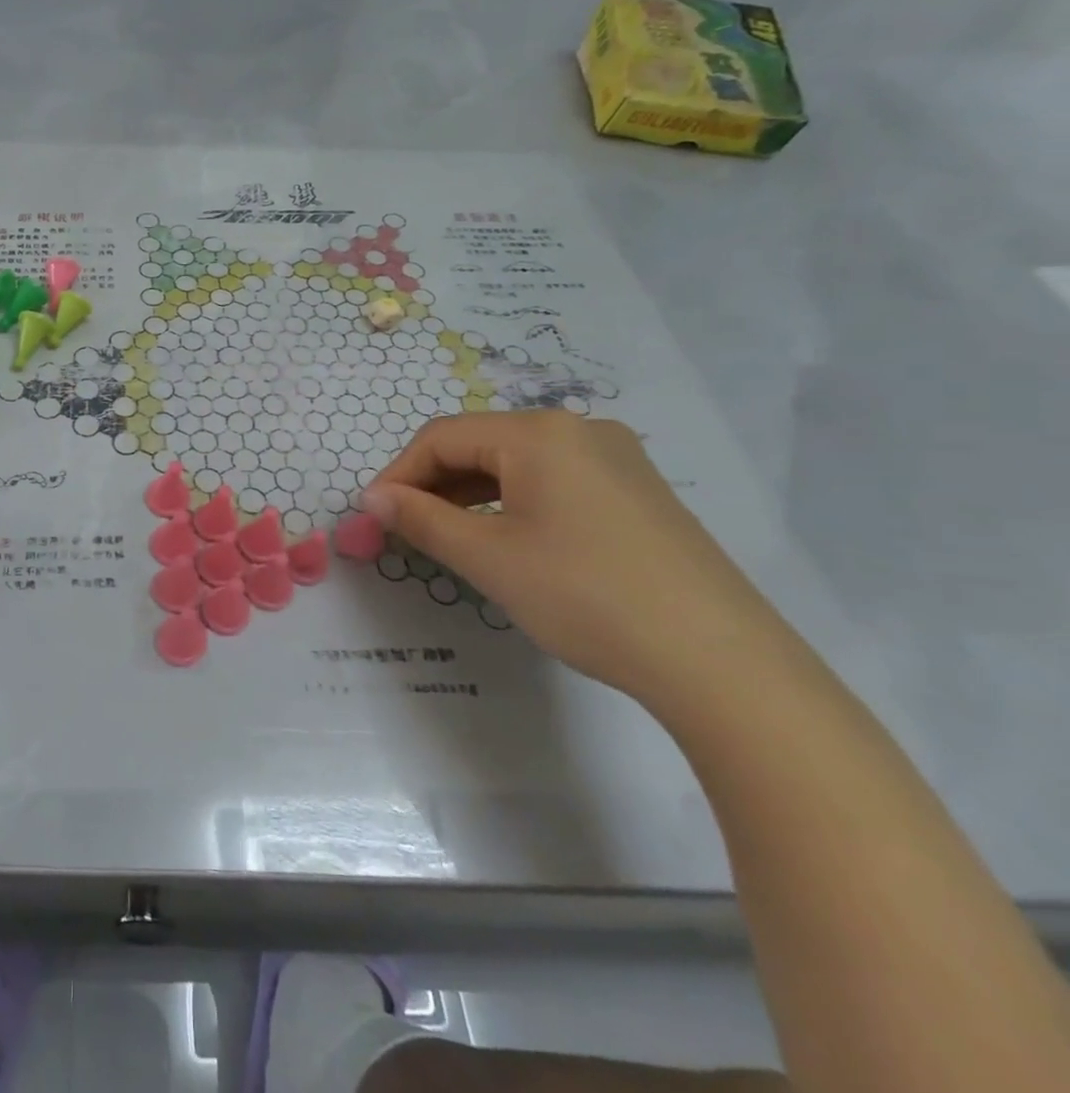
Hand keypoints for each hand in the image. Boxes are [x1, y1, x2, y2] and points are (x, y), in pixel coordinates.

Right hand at [362, 411, 779, 704]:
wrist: (720, 662)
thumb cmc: (586, 596)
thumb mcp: (488, 558)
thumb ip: (421, 520)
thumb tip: (372, 499)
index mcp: (539, 433)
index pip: (442, 437)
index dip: (399, 473)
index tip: (373, 516)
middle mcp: (579, 430)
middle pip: (480, 444)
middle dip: (433, 483)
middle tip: (405, 529)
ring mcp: (615, 459)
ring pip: (516, 464)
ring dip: (470, 494)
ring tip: (446, 537)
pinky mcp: (636, 491)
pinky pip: (553, 481)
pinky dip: (512, 503)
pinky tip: (505, 540)